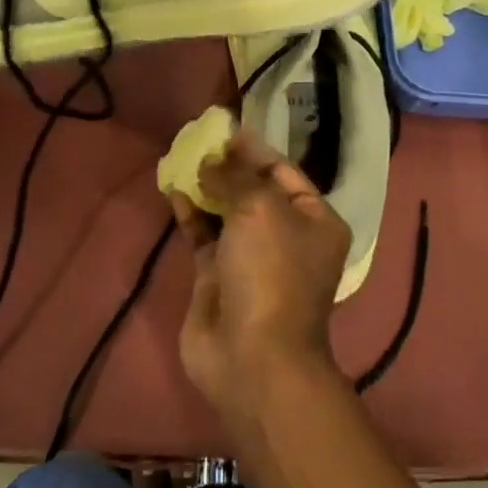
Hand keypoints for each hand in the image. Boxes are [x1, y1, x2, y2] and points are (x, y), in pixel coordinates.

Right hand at [171, 129, 351, 421]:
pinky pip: (204, 235)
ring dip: (207, 187)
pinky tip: (173, 190)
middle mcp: (286, 236)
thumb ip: (234, 177)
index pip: (284, 172)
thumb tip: (211, 160)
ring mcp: (251, 258)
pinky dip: (191, 213)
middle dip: (228, 166)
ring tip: (182, 158)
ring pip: (227, 211)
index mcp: (314, 220)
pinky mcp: (218, 277)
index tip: (224, 130)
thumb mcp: (260, 209)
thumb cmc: (271, 272)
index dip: (254, 150)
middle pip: (254, 190)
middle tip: (198, 141)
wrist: (252, 357)